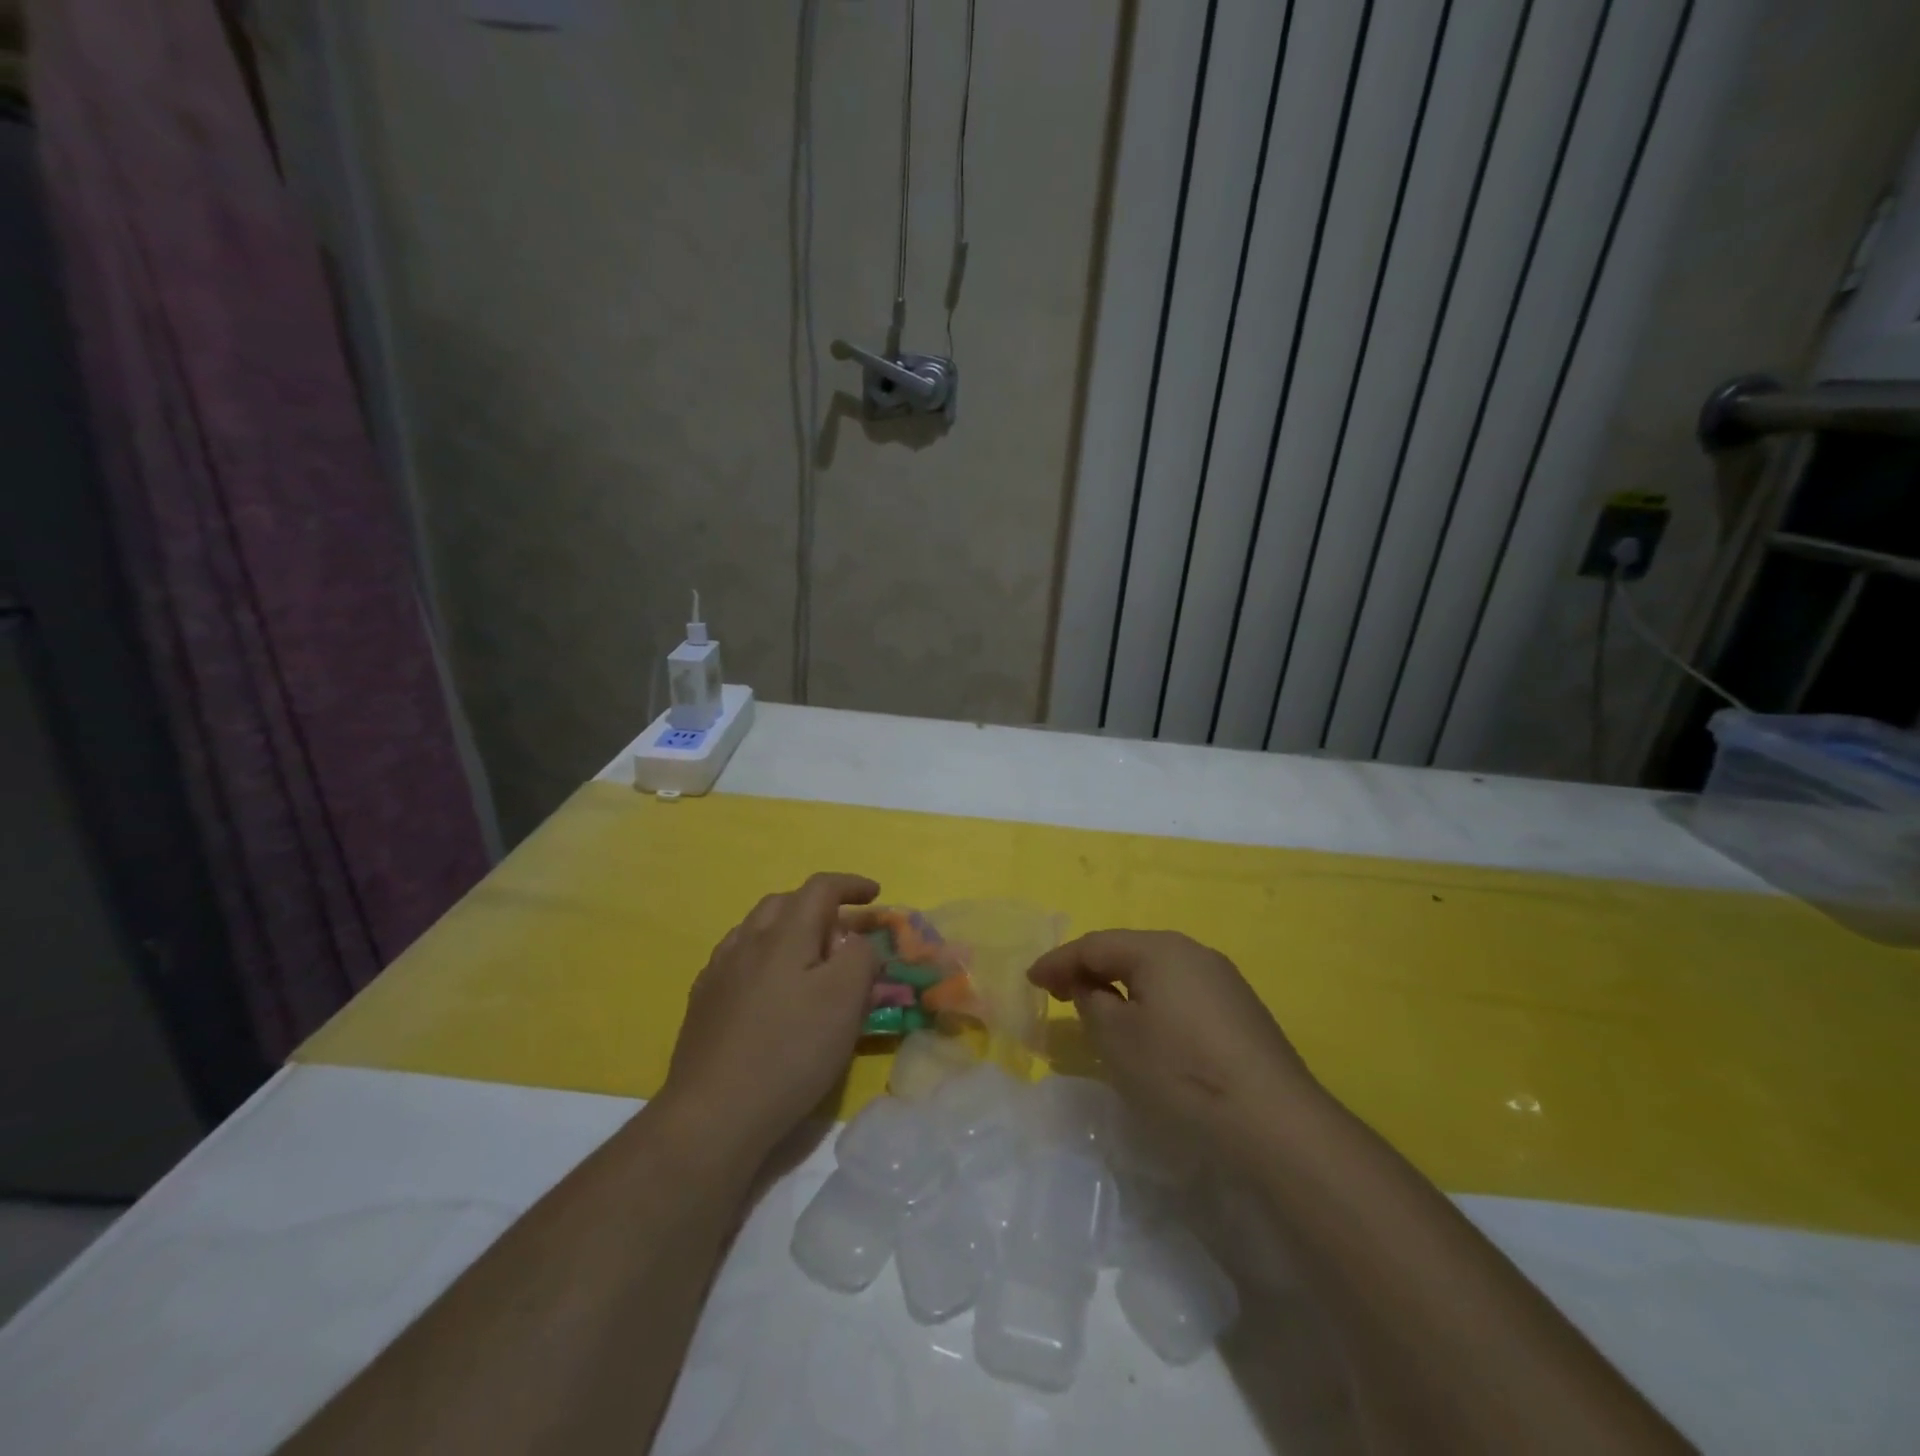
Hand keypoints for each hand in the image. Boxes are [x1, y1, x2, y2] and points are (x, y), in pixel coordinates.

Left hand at [658, 873, 881, 1165]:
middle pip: (784, 903)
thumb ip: (860, 957)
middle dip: (818, 906)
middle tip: (843, 931)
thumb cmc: (790, 1052)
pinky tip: (769, 988)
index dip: (851, 885)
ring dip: (788, 930)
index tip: (875, 896)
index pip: (820, 888)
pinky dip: (763, 957)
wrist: (713, 1114)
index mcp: (783, 934)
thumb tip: (856, 940)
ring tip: (808, 957)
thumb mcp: (845, 1001)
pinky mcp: (702, 1003)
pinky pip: (738, 960)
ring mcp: (718, 972)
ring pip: (756, 929)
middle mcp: (746, 942)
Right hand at [1027, 931, 1320, 1161]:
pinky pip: (1180, 993)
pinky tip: (1147, 1030)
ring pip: (1156, 972)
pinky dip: (1152, 1003)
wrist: (1275, 1122)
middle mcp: (1192, 952)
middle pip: (1127, 952)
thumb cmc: (1181, 1072)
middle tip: (1059, 992)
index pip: (1095, 945)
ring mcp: (1222, 980)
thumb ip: (1092, 1001)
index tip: (1030, 980)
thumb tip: (1092, 987)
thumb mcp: (1117, 1038)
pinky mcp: (1241, 1011)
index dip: (1058, 961)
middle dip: (1089, 969)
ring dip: (1121, 986)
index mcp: (1159, 949)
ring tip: (1098, 1010)